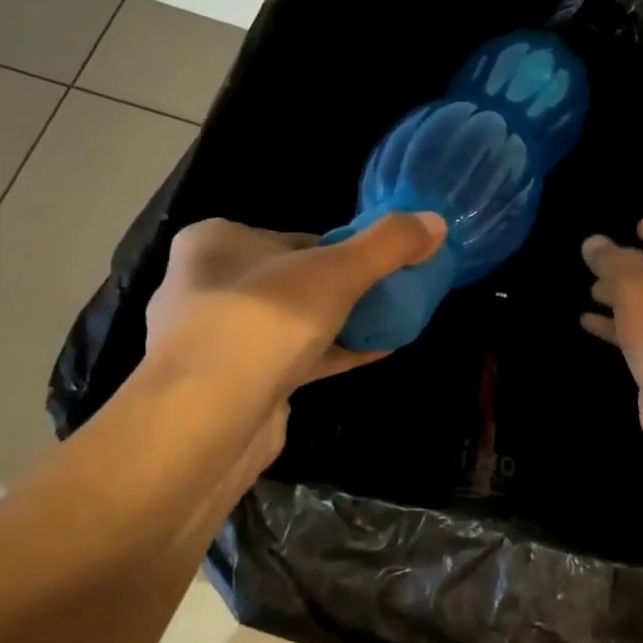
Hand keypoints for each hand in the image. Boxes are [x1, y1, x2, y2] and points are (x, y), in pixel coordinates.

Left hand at [146, 213, 446, 393]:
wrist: (206, 420)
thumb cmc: (264, 322)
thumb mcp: (337, 270)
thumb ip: (388, 244)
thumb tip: (436, 221)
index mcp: (217, 242)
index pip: (297, 238)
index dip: (346, 249)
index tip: (385, 265)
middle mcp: (208, 285)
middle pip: (296, 279)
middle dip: (346, 288)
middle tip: (391, 294)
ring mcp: (217, 339)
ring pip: (294, 322)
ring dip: (340, 323)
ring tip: (390, 322)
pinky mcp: (233, 384)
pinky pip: (293, 359)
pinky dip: (332, 354)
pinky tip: (375, 353)